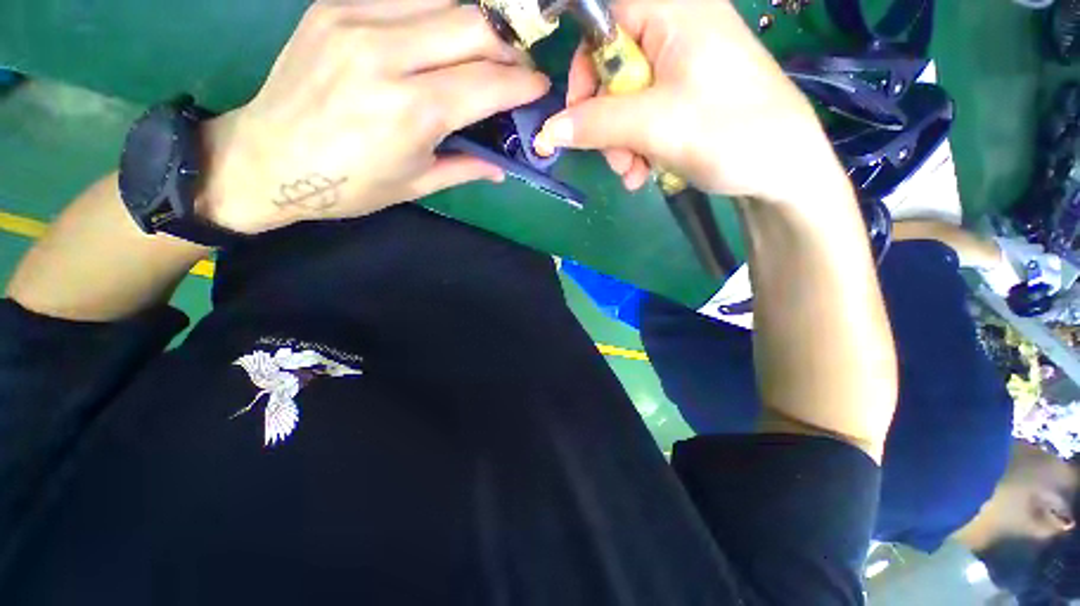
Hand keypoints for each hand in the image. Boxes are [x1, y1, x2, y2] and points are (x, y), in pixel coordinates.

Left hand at [201, 0, 549, 233]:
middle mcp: (387, 55)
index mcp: (412, 111)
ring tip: (483, 53)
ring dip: (476, 25)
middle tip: (515, 69)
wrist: (267, 159)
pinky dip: (436, 13)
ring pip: (444, 0)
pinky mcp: (335, 6)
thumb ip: (466, 167)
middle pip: (473, 24)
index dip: (523, 83)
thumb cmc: (349, 185)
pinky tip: (440, 37)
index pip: (489, 82)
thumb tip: (502, 166)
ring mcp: (356, 20)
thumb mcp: (416, 184)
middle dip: (508, 46)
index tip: (540, 88)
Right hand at [534, 0, 848, 205]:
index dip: (585, 67)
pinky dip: (637, 148)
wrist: (784, 170)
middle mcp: (677, 32)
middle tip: (616, 160)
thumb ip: (597, 123)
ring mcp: (683, 69)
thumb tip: (549, 130)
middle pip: (613, 70)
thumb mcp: (655, 125)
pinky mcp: (686, 99)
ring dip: (620, 144)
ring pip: (626, 101)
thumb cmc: (729, 133)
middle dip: (605, 122)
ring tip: (633, 174)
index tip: (577, 113)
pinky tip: (644, 174)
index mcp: (675, 14)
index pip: (605, 20)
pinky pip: (644, 118)